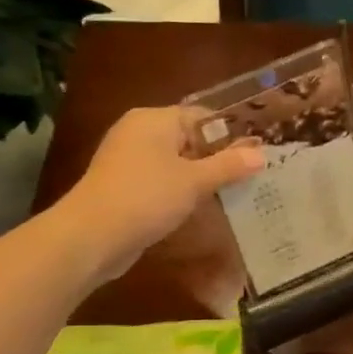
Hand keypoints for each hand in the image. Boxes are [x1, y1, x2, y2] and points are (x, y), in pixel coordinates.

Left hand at [59, 106, 263, 281]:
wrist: (92, 236)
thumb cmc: (146, 197)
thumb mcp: (194, 181)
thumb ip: (228, 166)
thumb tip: (261, 154)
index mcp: (154, 119)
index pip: (203, 117)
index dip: (232, 134)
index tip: (259, 153)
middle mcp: (139, 133)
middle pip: (189, 140)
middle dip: (218, 159)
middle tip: (253, 177)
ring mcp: (128, 162)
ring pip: (175, 165)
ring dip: (201, 180)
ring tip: (235, 195)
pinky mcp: (124, 189)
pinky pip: (161, 184)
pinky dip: (180, 194)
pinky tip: (201, 211)